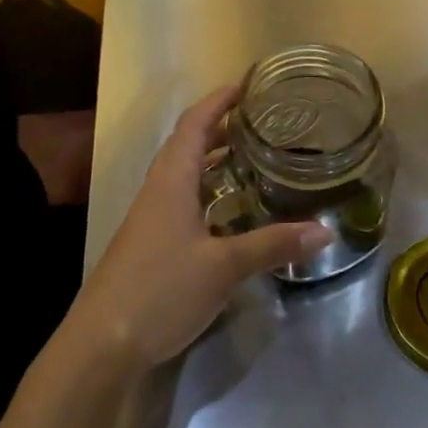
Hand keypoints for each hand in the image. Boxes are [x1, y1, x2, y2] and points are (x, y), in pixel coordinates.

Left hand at [66, 84, 331, 368]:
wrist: (103, 343)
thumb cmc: (161, 290)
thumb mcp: (223, 267)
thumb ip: (272, 245)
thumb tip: (325, 231)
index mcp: (171, 180)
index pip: (194, 124)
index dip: (218, 100)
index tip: (247, 85)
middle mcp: (158, 189)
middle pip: (188, 143)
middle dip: (221, 126)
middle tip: (261, 121)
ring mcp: (151, 216)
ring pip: (184, 172)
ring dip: (213, 158)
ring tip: (251, 156)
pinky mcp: (150, 241)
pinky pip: (182, 198)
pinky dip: (207, 189)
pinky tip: (229, 208)